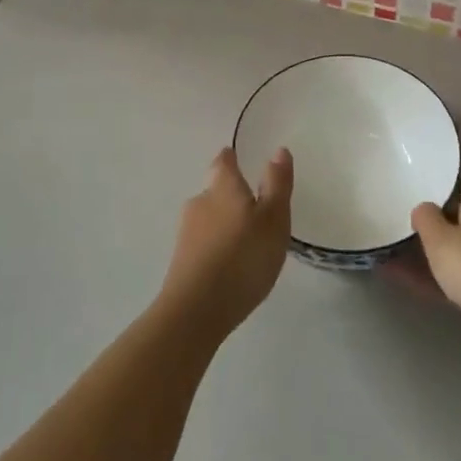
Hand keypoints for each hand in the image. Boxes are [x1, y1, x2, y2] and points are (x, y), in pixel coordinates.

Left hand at [160, 148, 293, 342]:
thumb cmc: (243, 257)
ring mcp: (186, 232)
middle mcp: (199, 202)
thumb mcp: (274, 220)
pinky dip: (216, 246)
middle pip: (214, 189)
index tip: (239, 159)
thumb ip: (277, 185)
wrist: (196, 310)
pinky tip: (229, 263)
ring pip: (207, 217)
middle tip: (253, 205)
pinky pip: (202, 243)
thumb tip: (279, 150)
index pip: (224, 161)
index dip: (231, 158)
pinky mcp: (181, 261)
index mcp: (222, 187)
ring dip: (223, 222)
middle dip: (230, 193)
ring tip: (245, 238)